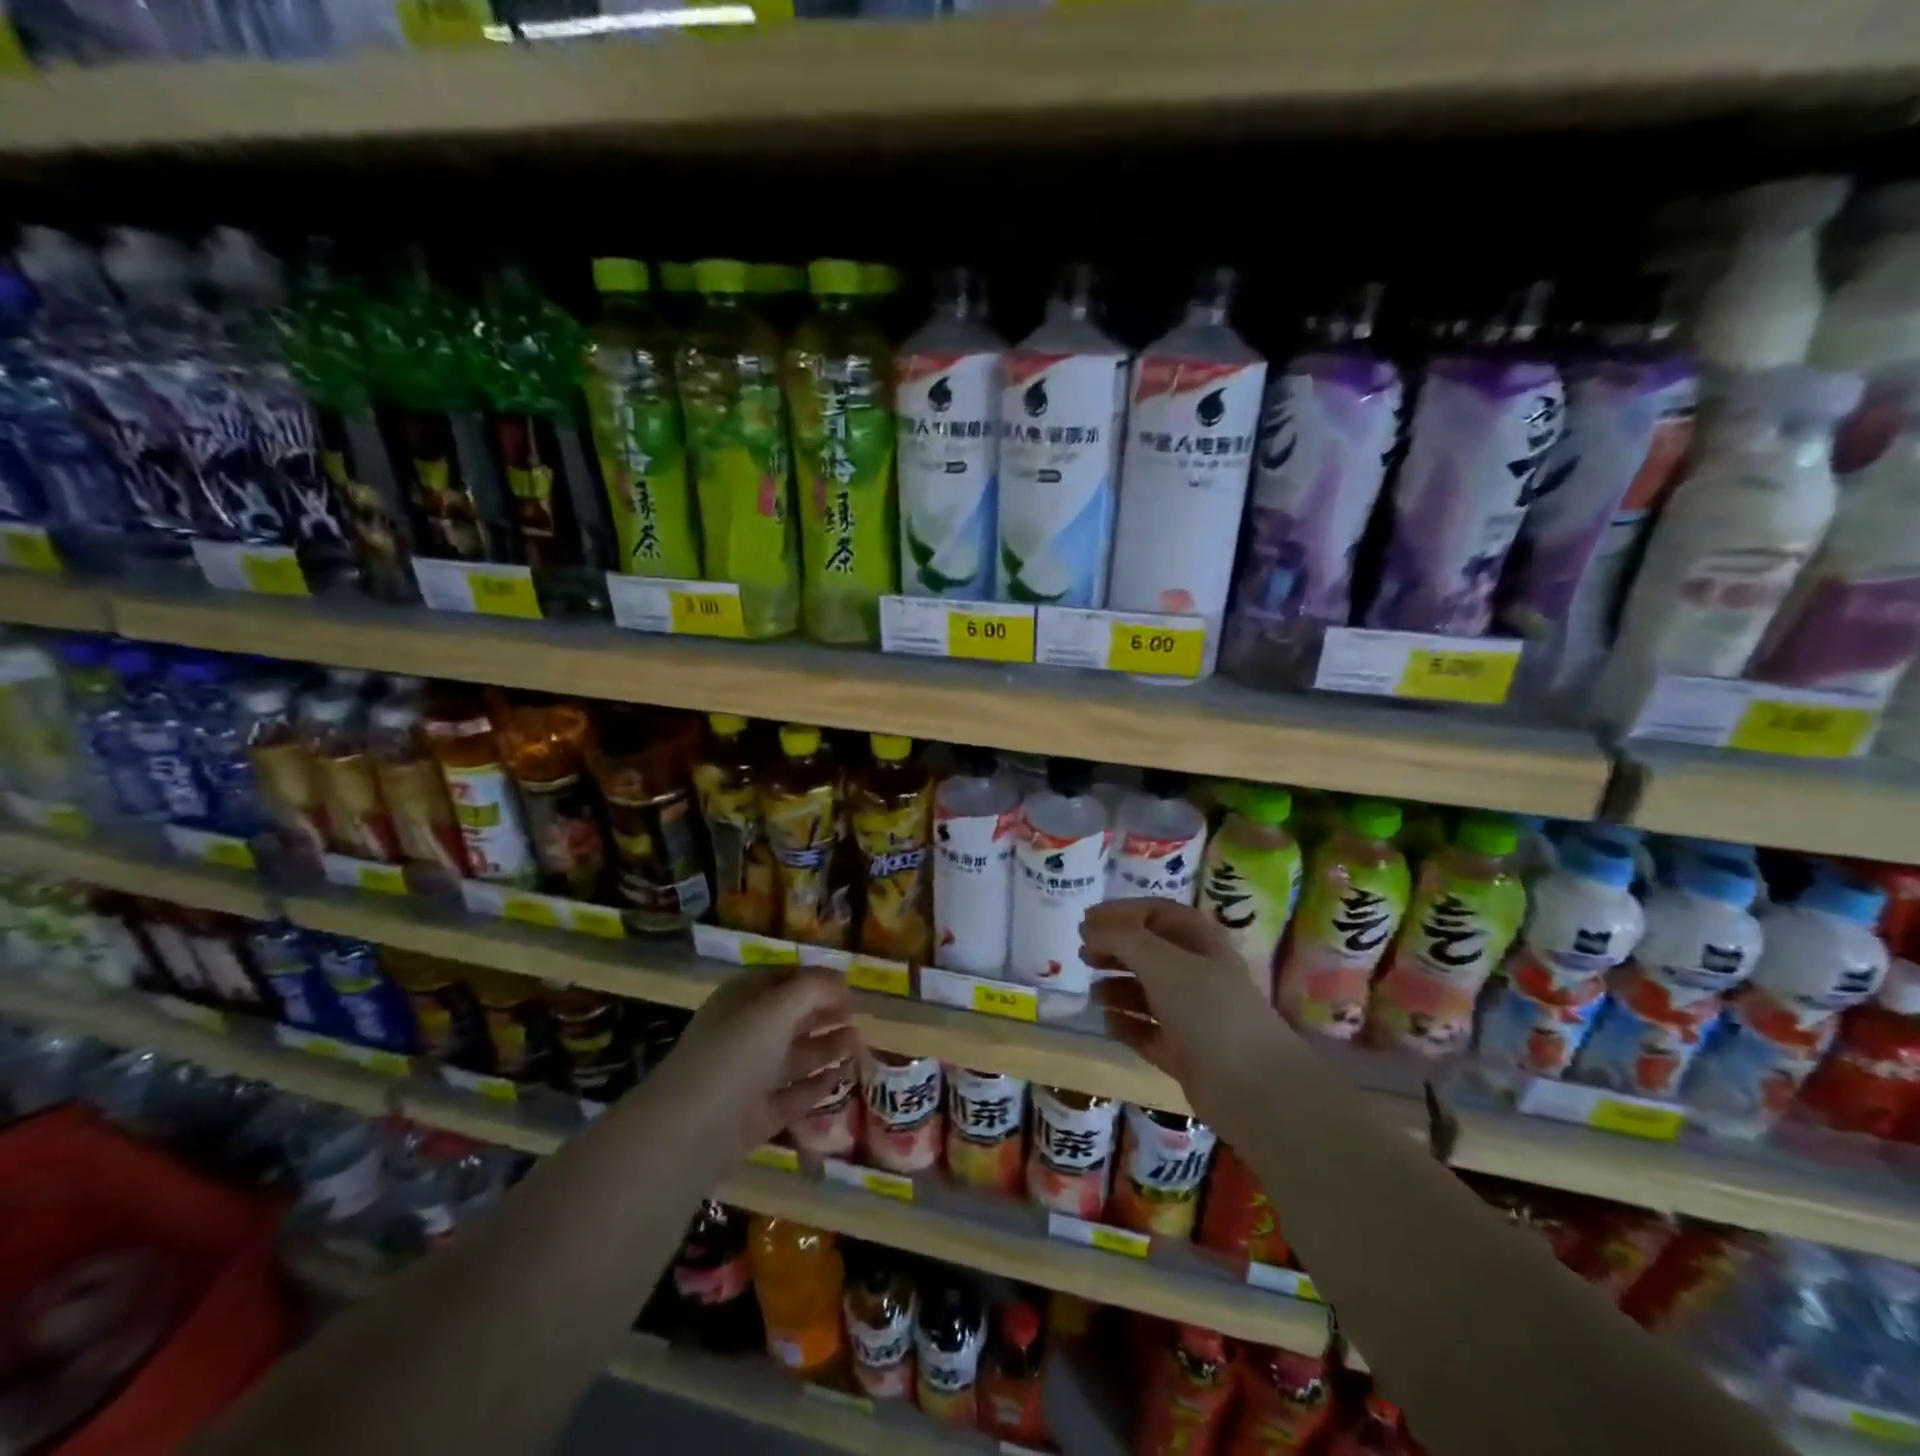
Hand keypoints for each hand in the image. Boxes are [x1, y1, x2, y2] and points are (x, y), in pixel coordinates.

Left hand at [652, 966, 858, 1154]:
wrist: (691, 1130)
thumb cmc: (736, 1053)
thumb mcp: (777, 1008)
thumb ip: (814, 989)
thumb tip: (842, 980)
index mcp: (742, 999)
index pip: (783, 978)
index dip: (816, 979)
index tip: (850, 986)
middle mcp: (745, 1033)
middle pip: (791, 1017)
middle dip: (824, 1014)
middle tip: (858, 1016)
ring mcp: (750, 1076)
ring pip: (794, 1056)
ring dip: (827, 1047)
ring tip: (858, 1043)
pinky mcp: (757, 1115)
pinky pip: (793, 1094)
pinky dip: (817, 1085)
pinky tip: (841, 1078)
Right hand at [1082, 898, 1291, 1121]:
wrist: (1253, 1088)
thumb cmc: (1208, 1010)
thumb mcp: (1162, 962)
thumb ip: (1123, 938)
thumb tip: (1091, 928)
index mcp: (1202, 943)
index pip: (1158, 913)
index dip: (1122, 912)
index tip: (1087, 921)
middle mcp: (1198, 975)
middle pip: (1150, 952)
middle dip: (1116, 949)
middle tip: (1083, 954)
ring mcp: (1193, 1016)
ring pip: (1148, 992)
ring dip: (1118, 987)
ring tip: (1093, 992)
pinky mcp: (1185, 1053)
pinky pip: (1148, 1032)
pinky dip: (1127, 1025)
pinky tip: (1108, 1022)